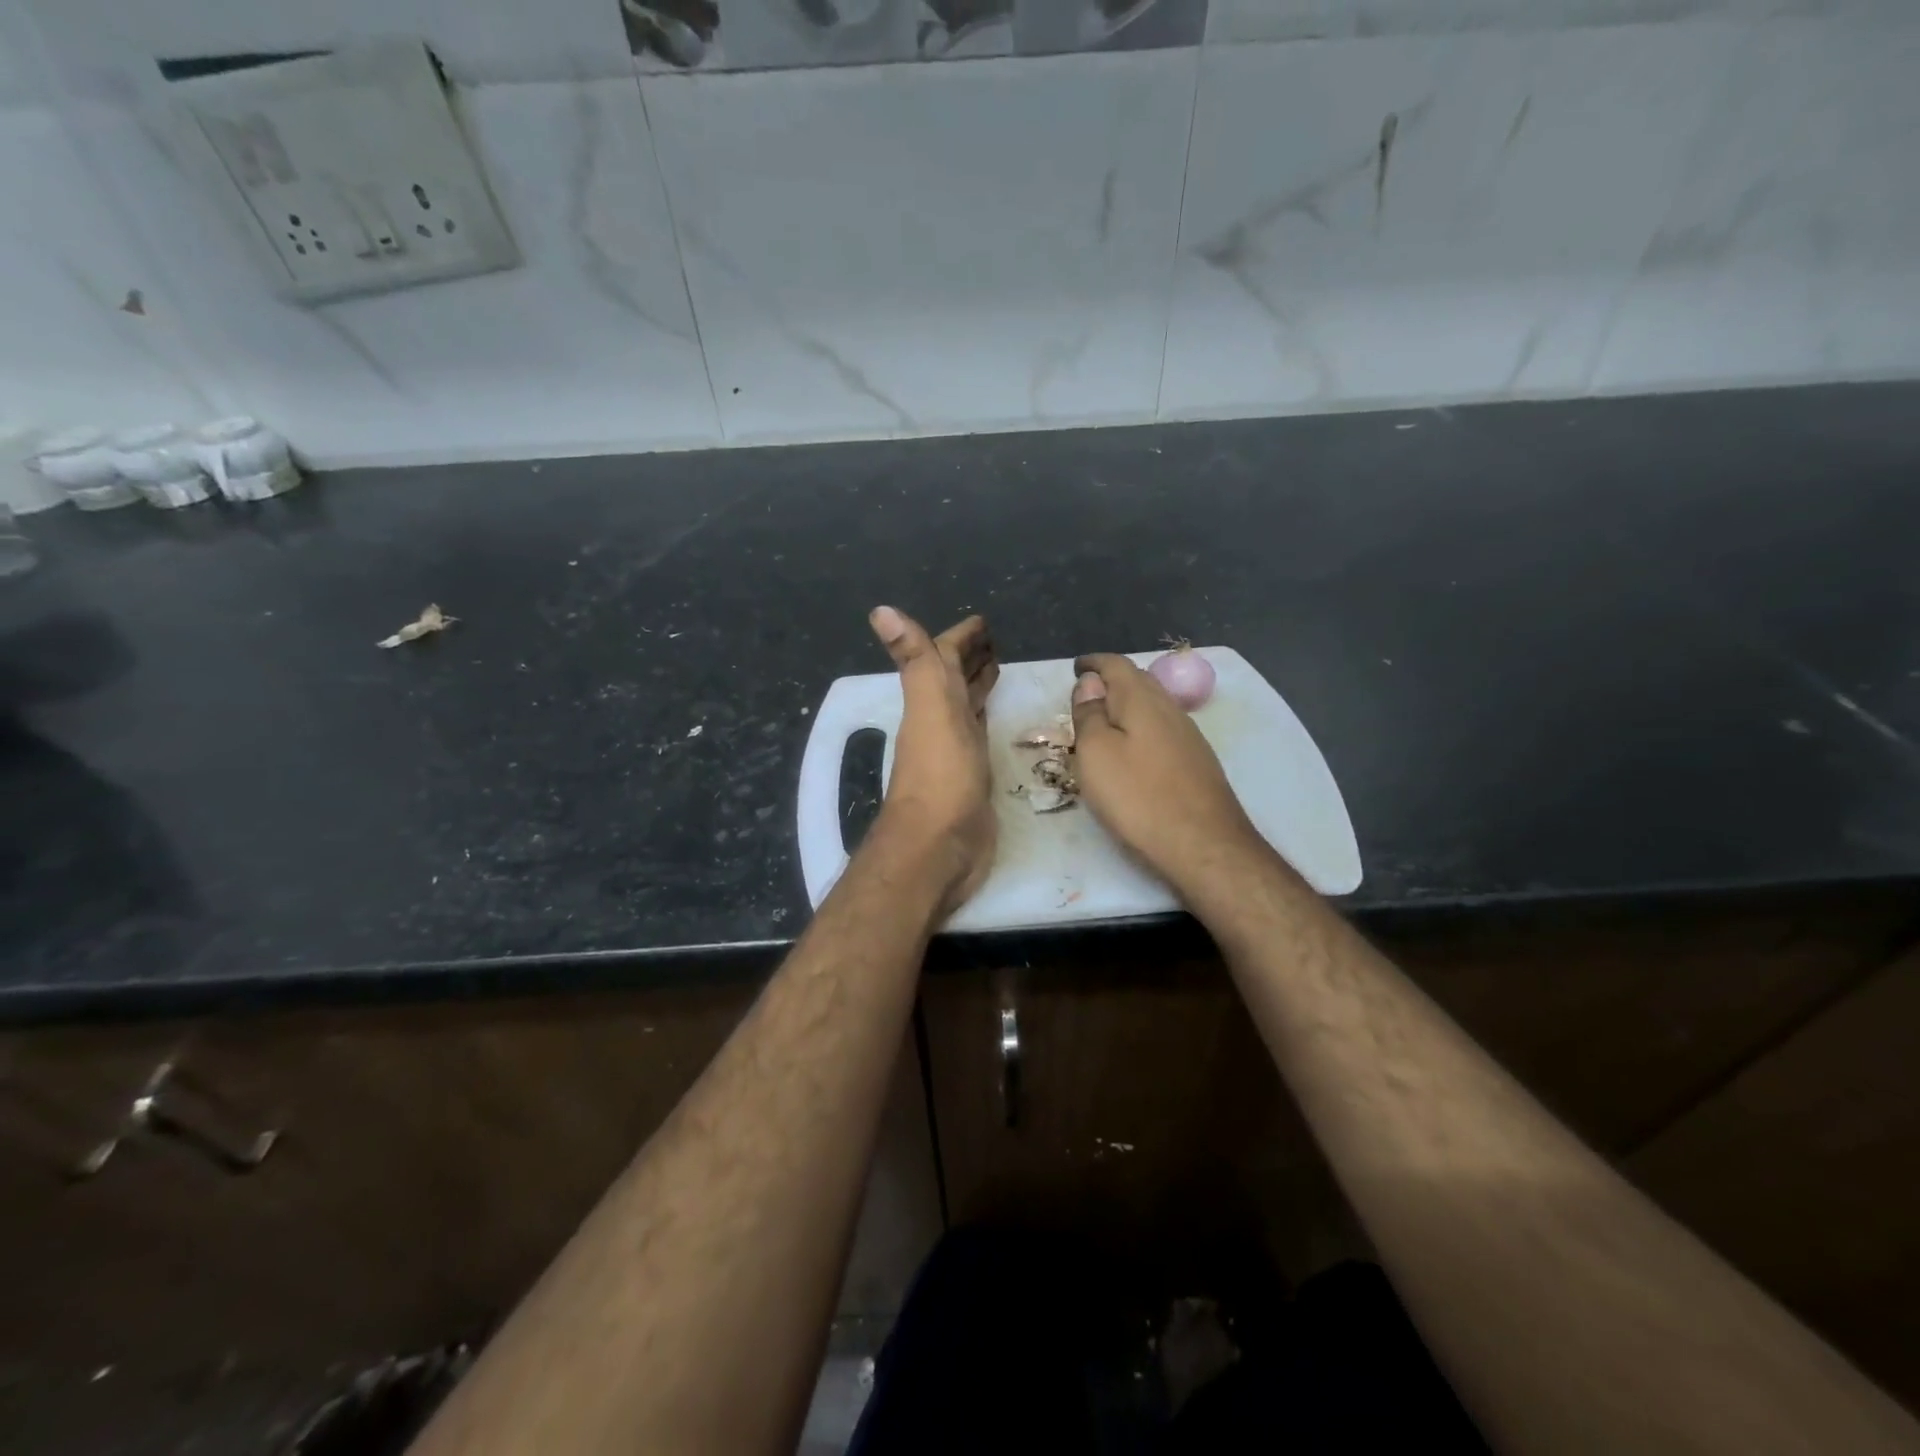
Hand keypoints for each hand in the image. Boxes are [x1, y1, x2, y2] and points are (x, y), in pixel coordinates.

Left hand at [867, 606, 999, 912]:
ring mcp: (955, 751)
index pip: (942, 658)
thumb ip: (914, 660)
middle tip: (996, 643)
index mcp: (931, 701)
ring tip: (999, 671)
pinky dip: (987, 720)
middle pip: (953, 681)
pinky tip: (996, 720)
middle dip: (970, 659)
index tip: (981, 622)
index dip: (960, 638)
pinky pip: (980, 737)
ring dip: (978, 687)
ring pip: (966, 708)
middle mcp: (939, 722)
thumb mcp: (929, 708)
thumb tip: (880, 610)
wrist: (939, 846)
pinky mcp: (973, 778)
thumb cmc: (940, 776)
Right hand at [1069, 653, 1263, 896]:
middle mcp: (1170, 708)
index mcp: (1142, 700)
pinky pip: (1163, 730)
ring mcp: (1189, 736)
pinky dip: (1142, 729)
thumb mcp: (1095, 753)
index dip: (1093, 663)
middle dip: (1112, 681)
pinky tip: (1135, 751)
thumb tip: (1090, 682)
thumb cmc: (1138, 797)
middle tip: (1087, 695)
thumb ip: (1089, 714)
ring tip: (1106, 723)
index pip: (1116, 664)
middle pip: (1139, 681)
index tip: (1075, 668)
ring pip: (1154, 707)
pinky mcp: (1198, 762)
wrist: (1203, 845)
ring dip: (1128, 707)